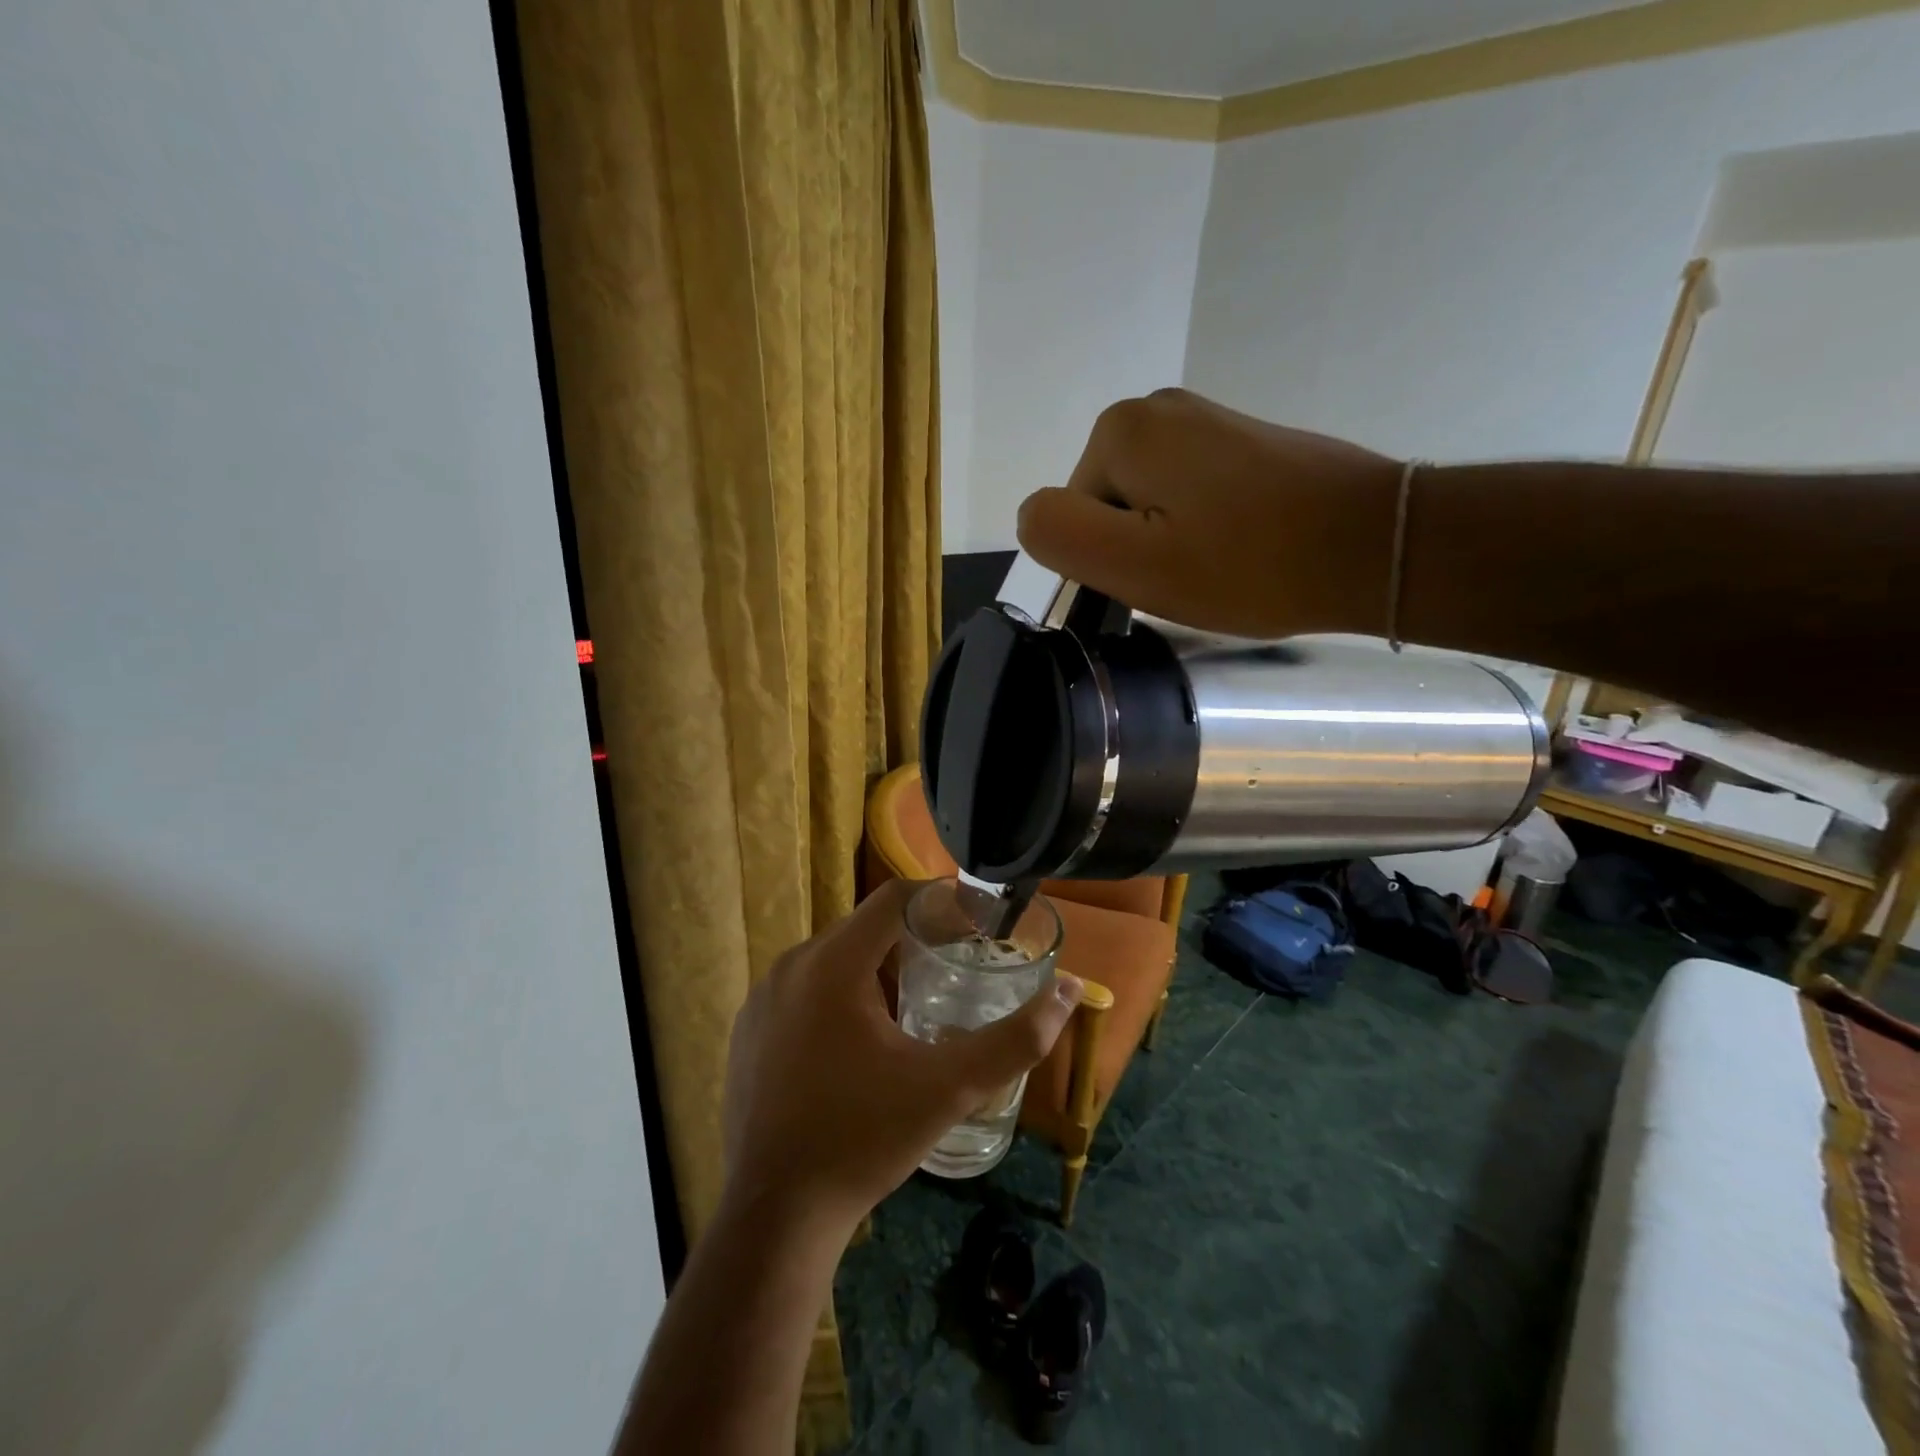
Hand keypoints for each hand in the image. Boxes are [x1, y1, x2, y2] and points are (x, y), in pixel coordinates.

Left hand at [719, 879, 1084, 1232]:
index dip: (942, 901)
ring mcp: (762, 998)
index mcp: (832, 963)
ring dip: (878, 970)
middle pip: (865, 928)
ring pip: (834, 959)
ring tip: (917, 1009)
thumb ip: (1016, 1038)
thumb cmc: (863, 1140)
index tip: (977, 926)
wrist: (773, 1219)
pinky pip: (805, 990)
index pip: (895, 897)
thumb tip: (1069, 990)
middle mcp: (790, 965)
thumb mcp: (949, 1088)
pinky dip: (841, 997)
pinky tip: (862, 1046)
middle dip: (914, 940)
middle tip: (956, 971)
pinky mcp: (748, 1030)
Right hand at [1017, 388, 1403, 639]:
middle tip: (1190, 578)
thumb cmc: (1248, 564)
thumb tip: (1031, 514)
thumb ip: (1060, 534)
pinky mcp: (1239, 440)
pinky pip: (1186, 495)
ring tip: (1220, 565)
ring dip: (1169, 542)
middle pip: (1106, 506)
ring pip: (1146, 505)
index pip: (1071, 517)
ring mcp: (1203, 420)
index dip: (1105, 562)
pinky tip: (1242, 546)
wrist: (1374, 546)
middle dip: (1135, 549)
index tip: (1156, 581)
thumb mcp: (1134, 564)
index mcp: (1121, 432)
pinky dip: (1202, 527)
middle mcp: (1155, 409)